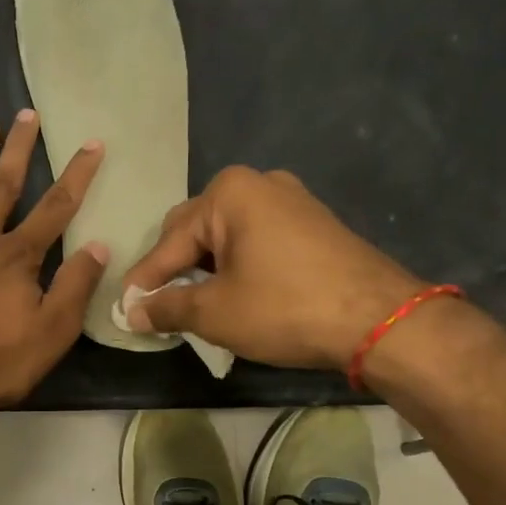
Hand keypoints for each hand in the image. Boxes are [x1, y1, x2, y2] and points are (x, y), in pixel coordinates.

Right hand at [122, 167, 425, 370]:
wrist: (379, 320)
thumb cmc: (284, 308)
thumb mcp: (214, 312)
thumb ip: (166, 307)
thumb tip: (132, 313)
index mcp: (228, 194)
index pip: (169, 242)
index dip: (144, 280)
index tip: (125, 308)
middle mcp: (258, 184)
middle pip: (195, 230)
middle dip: (175, 269)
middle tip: (160, 307)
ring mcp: (291, 200)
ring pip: (226, 237)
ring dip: (205, 270)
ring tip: (193, 305)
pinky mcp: (312, 223)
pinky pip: (256, 241)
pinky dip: (237, 266)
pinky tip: (233, 294)